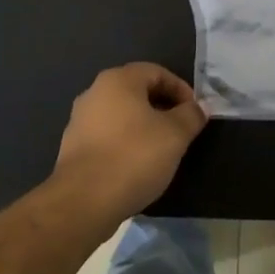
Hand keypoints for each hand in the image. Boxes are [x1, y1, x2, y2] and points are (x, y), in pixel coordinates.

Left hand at [51, 62, 207, 226]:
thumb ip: (191, 115)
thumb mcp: (175, 135)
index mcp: (118, 80)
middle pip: (137, 92)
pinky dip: (125, 144)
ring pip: (121, 115)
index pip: (156, 72)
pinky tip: (136, 166)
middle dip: (163, 107)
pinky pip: (107, 136)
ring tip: (162, 150)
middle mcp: (94, 92)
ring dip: (144, 127)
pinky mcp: (73, 147)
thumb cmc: (134, 157)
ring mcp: (79, 120)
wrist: (83, 201)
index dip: (181, 89)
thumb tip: (201, 106)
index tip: (195, 112)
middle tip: (181, 130)